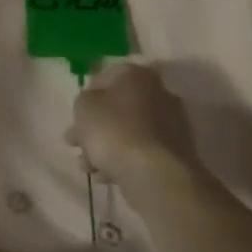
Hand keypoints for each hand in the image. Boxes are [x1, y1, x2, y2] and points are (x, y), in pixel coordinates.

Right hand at [67, 62, 201, 182]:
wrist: (155, 173)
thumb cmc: (114, 130)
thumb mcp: (84, 107)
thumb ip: (84, 100)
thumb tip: (94, 104)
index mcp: (137, 75)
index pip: (104, 78)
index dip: (86, 97)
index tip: (75, 116)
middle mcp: (159, 93)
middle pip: (117, 108)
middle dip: (94, 127)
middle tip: (76, 144)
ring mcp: (172, 123)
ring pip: (128, 131)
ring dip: (105, 147)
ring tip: (88, 168)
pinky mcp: (176, 151)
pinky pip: (142, 150)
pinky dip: (124, 160)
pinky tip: (107, 176)